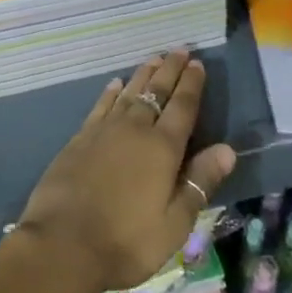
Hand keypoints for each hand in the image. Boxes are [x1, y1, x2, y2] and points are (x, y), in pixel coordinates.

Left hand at [15, 51, 236, 292]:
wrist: (63, 243)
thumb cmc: (127, 241)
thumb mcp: (174, 223)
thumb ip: (200, 182)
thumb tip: (227, 149)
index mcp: (163, 148)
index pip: (182, 107)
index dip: (191, 84)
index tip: (197, 63)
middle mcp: (135, 129)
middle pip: (156, 91)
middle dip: (170, 70)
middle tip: (180, 50)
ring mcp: (105, 130)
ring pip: (129, 92)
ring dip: (144, 74)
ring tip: (154, 58)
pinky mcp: (81, 138)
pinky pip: (102, 104)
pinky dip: (111, 92)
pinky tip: (116, 83)